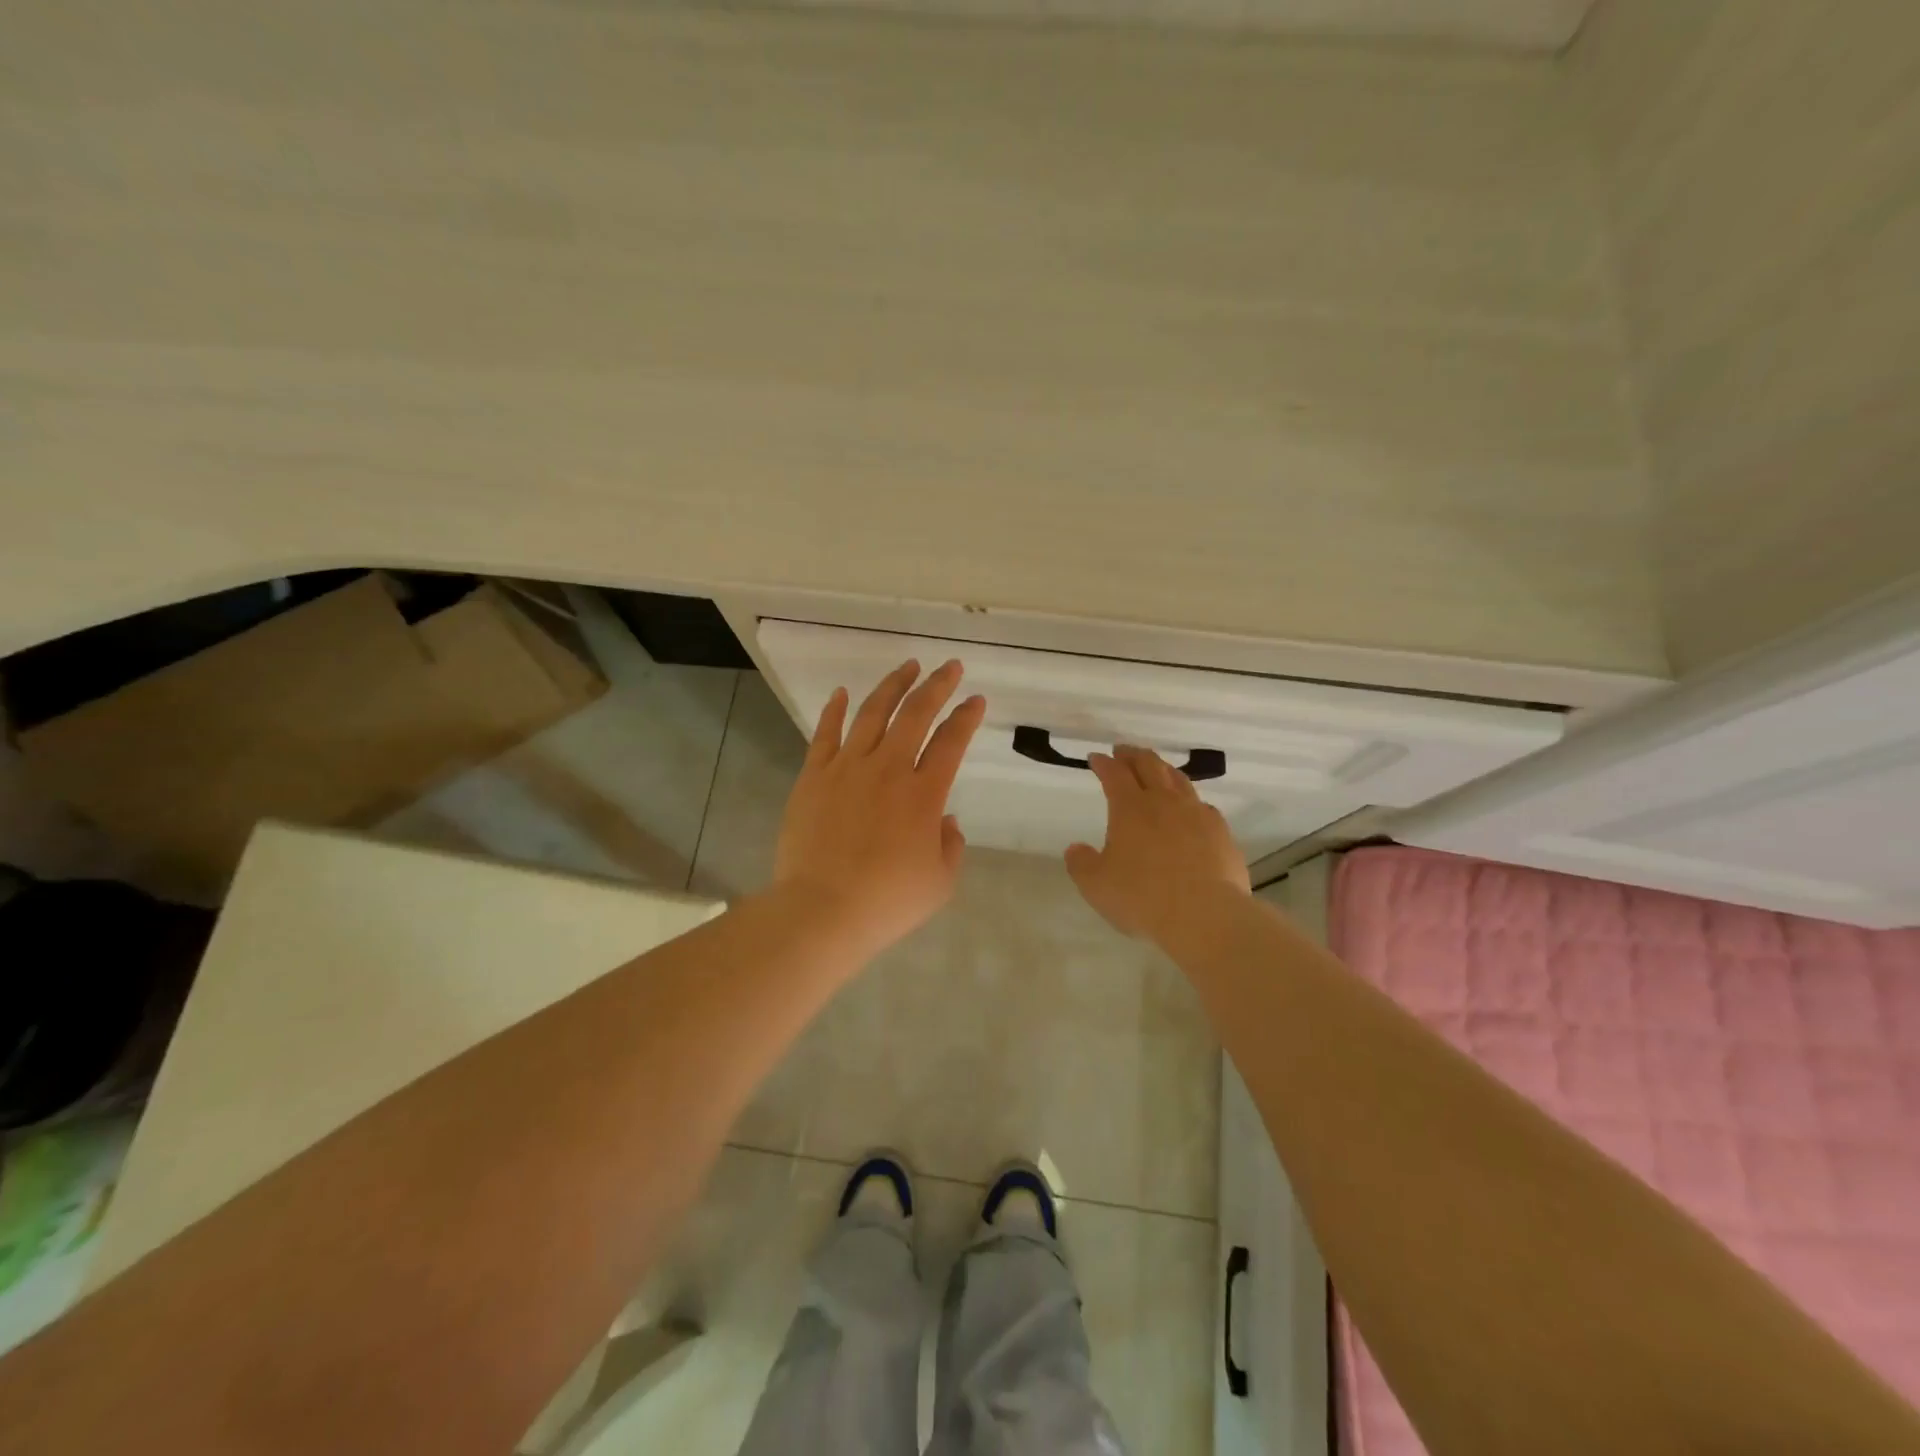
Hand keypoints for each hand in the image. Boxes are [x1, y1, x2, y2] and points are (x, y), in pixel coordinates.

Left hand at [772, 659, 986, 958]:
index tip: (975, 700)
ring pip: (872, 713)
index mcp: (924, 794)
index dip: (966, 717)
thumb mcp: (939, 882)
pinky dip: (834, 710)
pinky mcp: (813, 777)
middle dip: (936, 686)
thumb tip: (945, 820)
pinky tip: (842, 692)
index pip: (951, 742)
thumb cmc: (887, 901)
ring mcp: (847, 768)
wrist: (822, 910)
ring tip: (907, 667)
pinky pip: (825, 734)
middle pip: (916, 714)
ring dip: (892, 686)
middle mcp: (888, 769)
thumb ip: (950, 845)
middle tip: (949, 667)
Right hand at [1065, 744, 1250, 944]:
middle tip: (1124, 751)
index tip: (1096, 757)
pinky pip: (1202, 805)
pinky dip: (1189, 800)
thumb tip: (1075, 848)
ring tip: (1156, 769)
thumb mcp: (1096, 886)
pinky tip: (1190, 809)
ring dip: (1163, 769)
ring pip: (1179, 779)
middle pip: (1149, 765)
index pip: (1114, 774)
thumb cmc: (1143, 898)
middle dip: (1133, 755)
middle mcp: (1164, 802)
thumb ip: (1081, 864)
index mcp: (1130, 808)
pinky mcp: (1220, 832)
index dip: (1103, 763)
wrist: (1205, 915)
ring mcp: (1196, 814)